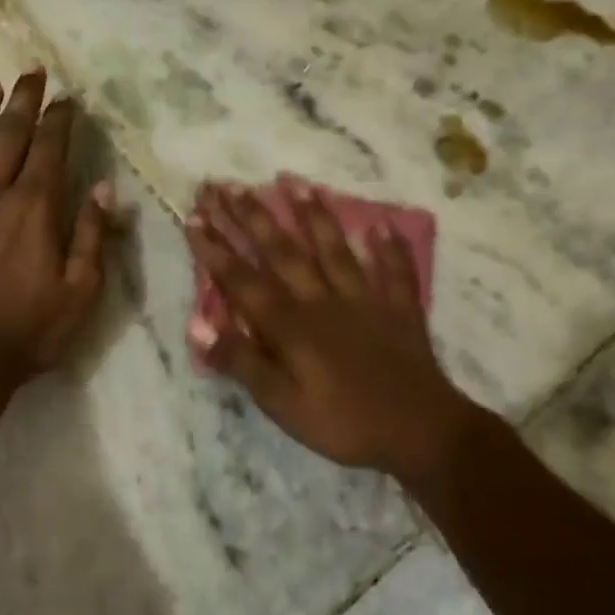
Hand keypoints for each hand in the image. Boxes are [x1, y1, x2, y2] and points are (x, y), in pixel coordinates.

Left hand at [0, 67, 113, 387]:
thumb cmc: (29, 330)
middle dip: (22, 101)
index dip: (59, 119)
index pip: (50, 148)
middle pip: (9, 135)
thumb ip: (92, 237)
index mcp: (34, 207)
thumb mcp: (81, 291)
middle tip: (29, 71)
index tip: (66, 98)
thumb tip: (104, 190)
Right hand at [184, 180, 480, 484]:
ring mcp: (364, 299)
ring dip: (313, 215)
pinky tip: (383, 224)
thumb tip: (200, 325)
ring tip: (295, 182)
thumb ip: (242, 362)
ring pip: (333, 249)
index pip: (243, 279)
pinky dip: (388, 247)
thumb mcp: (282, 404)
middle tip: (227, 186)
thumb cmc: (343, 423)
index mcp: (291, 325)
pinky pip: (393, 270)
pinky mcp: (398, 308)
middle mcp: (322, 300)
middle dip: (251, 217)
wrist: (419, 431)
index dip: (216, 248)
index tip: (195, 216)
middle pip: (282, 252)